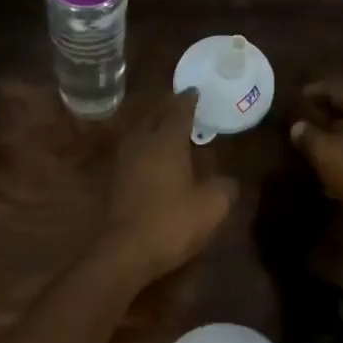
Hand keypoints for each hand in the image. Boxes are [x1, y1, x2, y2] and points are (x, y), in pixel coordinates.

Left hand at [103, 91, 238, 281]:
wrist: (125, 251)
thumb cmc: (172, 222)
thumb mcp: (212, 206)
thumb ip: (224, 188)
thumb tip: (227, 181)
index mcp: (166, 141)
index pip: (179, 111)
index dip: (188, 101)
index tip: (195, 92)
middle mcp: (142, 143)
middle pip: (154, 117)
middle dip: (168, 109)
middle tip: (182, 105)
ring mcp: (124, 162)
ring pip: (140, 134)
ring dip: (154, 128)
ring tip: (169, 129)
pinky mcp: (115, 182)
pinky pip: (134, 153)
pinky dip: (146, 149)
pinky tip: (154, 159)